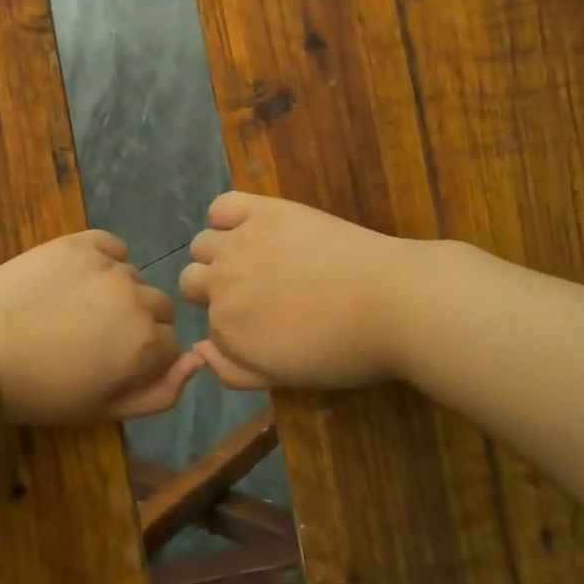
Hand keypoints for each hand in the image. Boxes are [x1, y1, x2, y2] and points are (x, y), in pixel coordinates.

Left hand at [0, 230, 201, 425]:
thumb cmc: (39, 392)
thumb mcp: (103, 410)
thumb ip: (160, 392)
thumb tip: (198, 361)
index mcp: (145, 343)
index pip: (170, 345)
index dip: (143, 359)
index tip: (110, 367)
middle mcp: (136, 298)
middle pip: (158, 308)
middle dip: (137, 324)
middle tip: (93, 340)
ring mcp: (107, 266)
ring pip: (133, 279)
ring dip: (118, 294)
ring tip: (75, 311)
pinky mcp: (78, 243)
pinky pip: (111, 247)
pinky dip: (104, 260)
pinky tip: (77, 279)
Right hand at [179, 192, 432, 391]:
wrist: (390, 302)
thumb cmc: (343, 350)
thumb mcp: (284, 378)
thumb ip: (233, 370)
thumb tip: (199, 351)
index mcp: (226, 330)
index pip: (209, 324)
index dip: (233, 324)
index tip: (261, 323)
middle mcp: (221, 284)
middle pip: (192, 280)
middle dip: (215, 287)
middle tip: (257, 290)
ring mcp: (239, 243)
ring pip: (203, 244)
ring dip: (219, 252)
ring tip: (256, 256)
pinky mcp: (262, 211)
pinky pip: (221, 205)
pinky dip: (226, 216)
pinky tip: (249, 226)